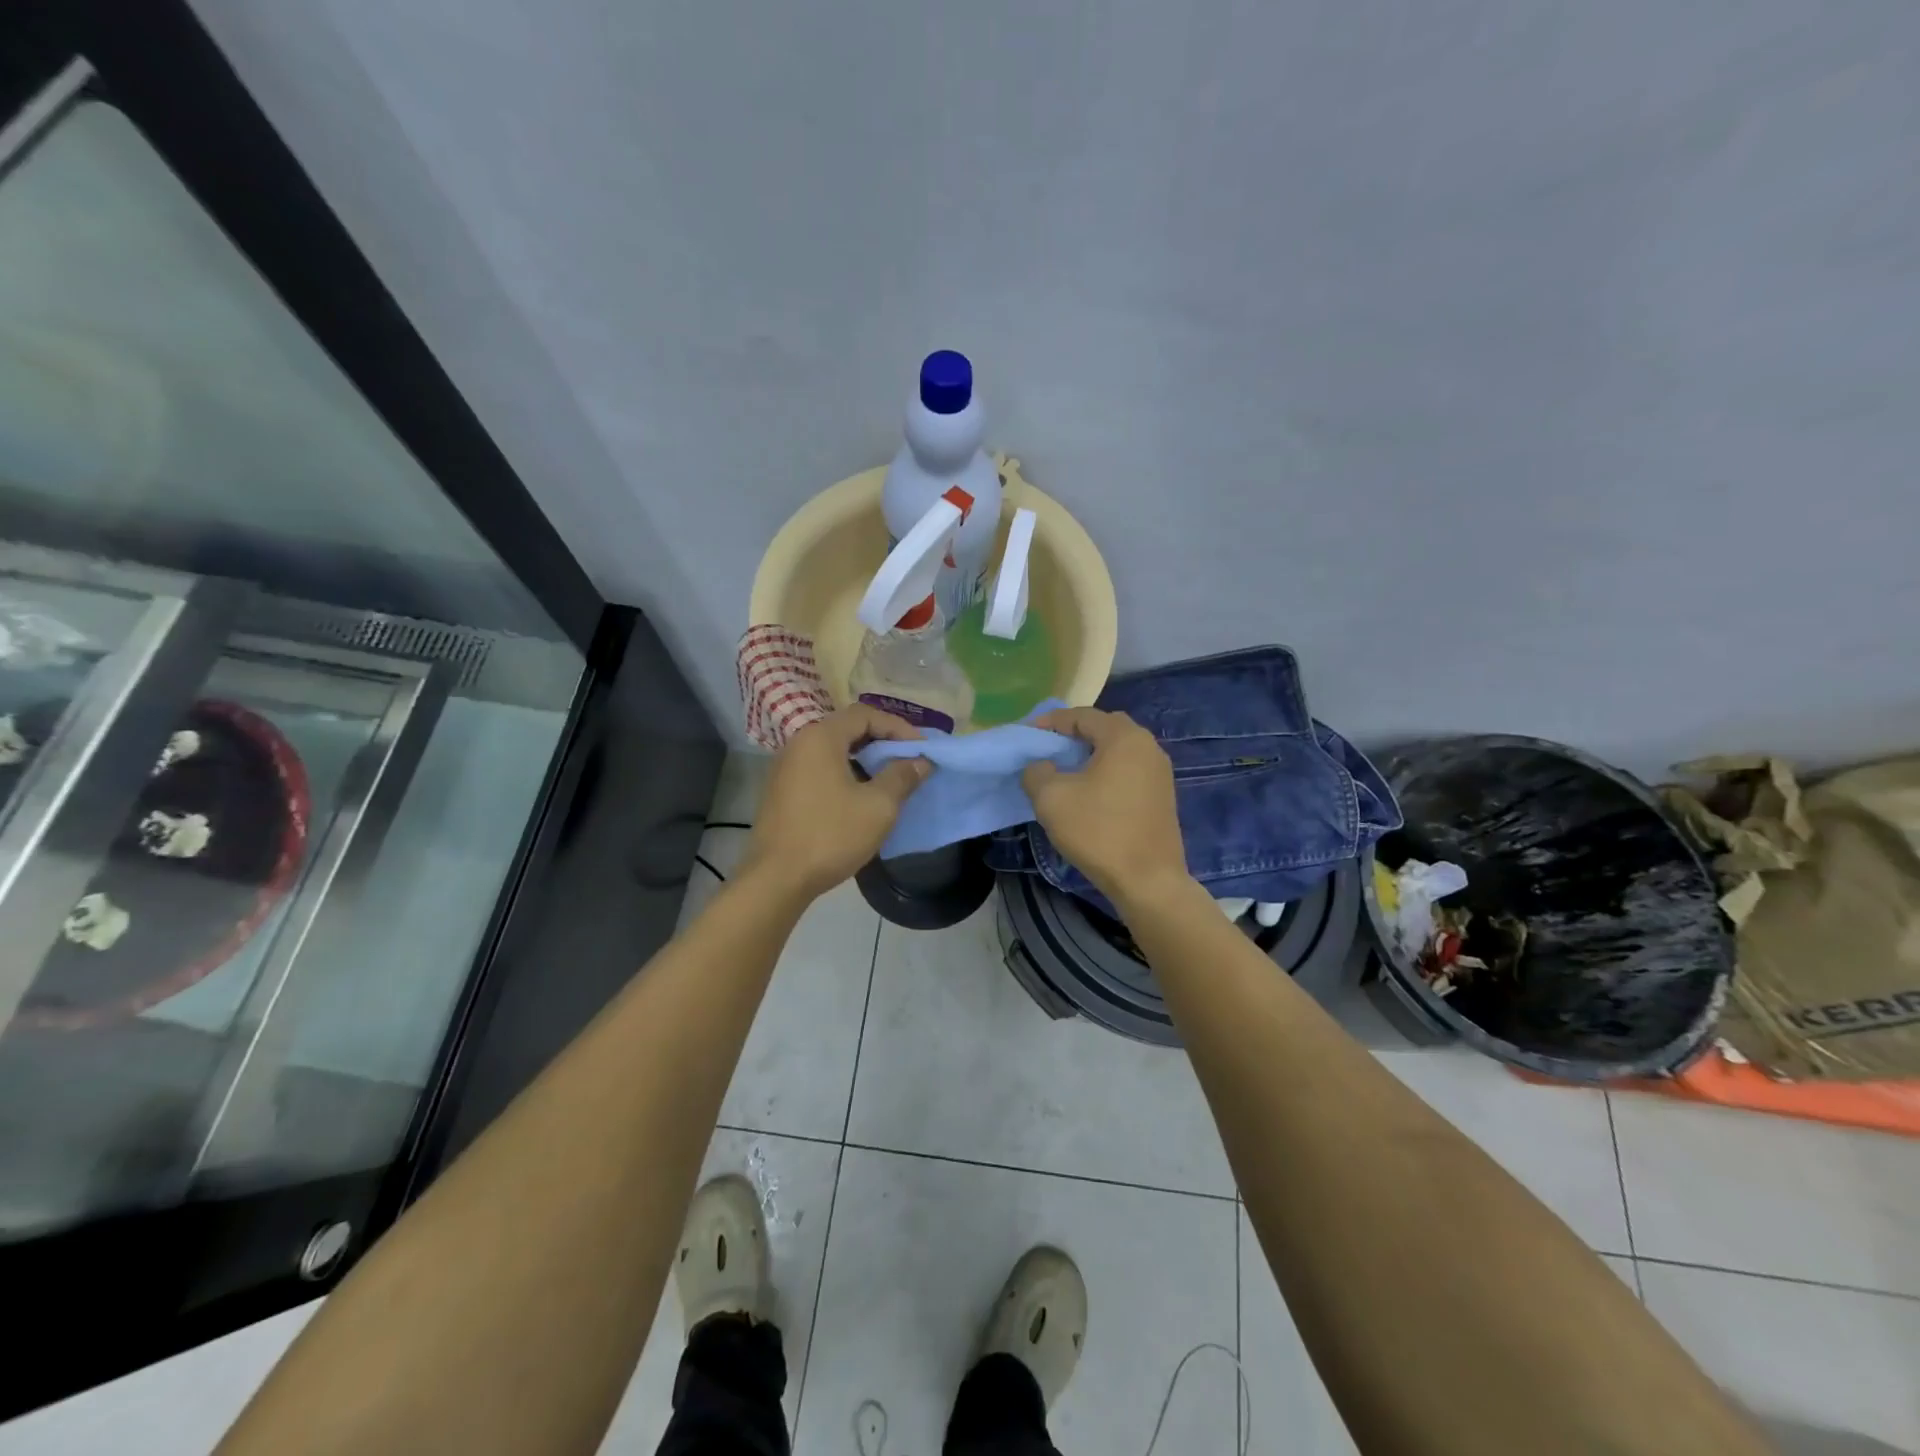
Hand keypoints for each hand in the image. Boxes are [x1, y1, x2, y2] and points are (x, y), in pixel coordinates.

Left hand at [743, 706, 929, 900]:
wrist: (777, 879)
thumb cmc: (831, 835)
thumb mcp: (878, 806)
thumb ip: (902, 777)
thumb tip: (921, 761)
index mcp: (820, 737)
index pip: (865, 714)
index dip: (898, 727)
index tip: (921, 749)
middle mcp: (799, 744)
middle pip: (848, 729)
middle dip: (883, 742)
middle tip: (909, 762)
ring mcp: (786, 768)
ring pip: (834, 751)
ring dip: (865, 760)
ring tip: (890, 781)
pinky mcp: (782, 792)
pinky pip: (820, 770)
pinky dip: (846, 774)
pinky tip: (861, 799)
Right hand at [1022, 708, 1188, 906]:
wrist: (1148, 881)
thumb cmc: (1098, 831)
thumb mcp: (1051, 798)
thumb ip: (1036, 772)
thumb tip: (1040, 767)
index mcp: (1124, 738)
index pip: (1082, 715)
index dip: (1051, 722)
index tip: (1029, 736)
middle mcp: (1148, 747)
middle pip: (1104, 728)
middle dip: (1073, 735)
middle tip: (1048, 751)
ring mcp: (1160, 772)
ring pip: (1118, 751)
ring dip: (1090, 755)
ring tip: (1064, 773)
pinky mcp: (1162, 796)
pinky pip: (1129, 771)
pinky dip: (1106, 773)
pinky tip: (1089, 794)